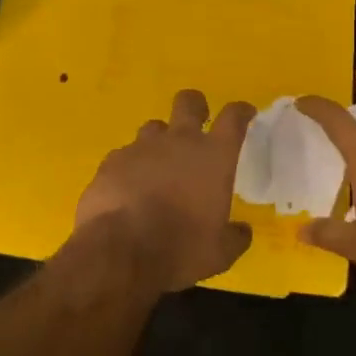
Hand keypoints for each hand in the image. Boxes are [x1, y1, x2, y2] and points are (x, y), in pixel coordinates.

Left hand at [74, 90, 256, 293]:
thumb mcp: (220, 253)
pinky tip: (129, 189)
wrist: (119, 252)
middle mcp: (178, 141)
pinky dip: (131, 168)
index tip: (244, 114)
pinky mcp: (111, 162)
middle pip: (189, 102)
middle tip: (198, 122)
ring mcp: (140, 148)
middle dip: (196, 106)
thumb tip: (242, 231)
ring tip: (159, 167)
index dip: (241, 111)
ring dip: (160, 141)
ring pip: (154, 127)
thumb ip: (234, 237)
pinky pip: (125, 155)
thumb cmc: (181, 249)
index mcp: (214, 156)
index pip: (233, 118)